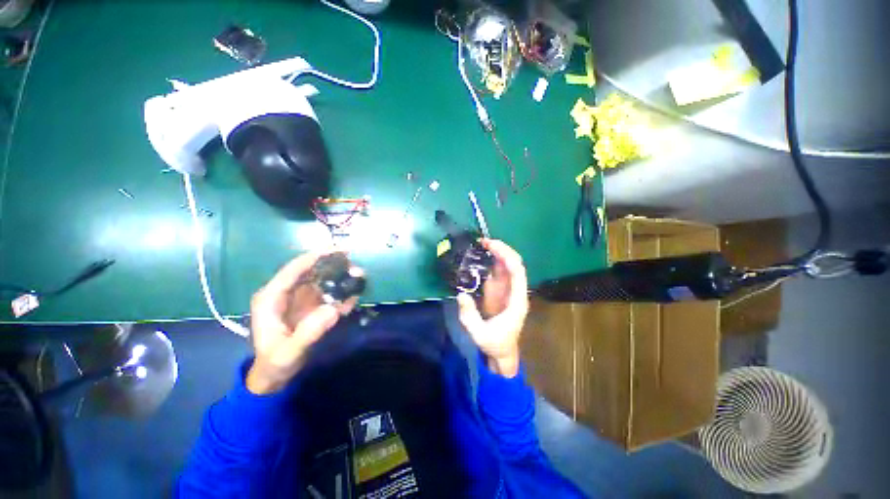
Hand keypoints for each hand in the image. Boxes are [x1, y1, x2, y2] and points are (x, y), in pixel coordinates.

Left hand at [246, 251, 359, 394]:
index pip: (293, 270)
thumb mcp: (289, 352)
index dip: (314, 257)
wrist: (275, 375)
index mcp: (272, 298)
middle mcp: (287, 294)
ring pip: (323, 281)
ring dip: (341, 278)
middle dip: (333, 266)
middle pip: (311, 272)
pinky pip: (329, 295)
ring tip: (360, 277)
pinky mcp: (312, 307)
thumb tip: (333, 309)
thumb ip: (309, 332)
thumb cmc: (275, 363)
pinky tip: (355, 295)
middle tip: (355, 266)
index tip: (337, 250)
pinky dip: (342, 294)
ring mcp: (301, 300)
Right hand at [456, 239, 528, 377]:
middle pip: (514, 264)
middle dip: (502, 250)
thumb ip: (469, 315)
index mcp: (517, 301)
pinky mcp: (500, 292)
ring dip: (497, 253)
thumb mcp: (480, 334)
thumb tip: (461, 294)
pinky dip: (491, 262)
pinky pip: (498, 273)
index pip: (517, 272)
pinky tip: (481, 257)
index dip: (506, 256)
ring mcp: (508, 290)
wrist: (502, 352)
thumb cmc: (495, 344)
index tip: (491, 246)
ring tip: (481, 245)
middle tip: (484, 241)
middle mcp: (515, 291)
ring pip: (507, 266)